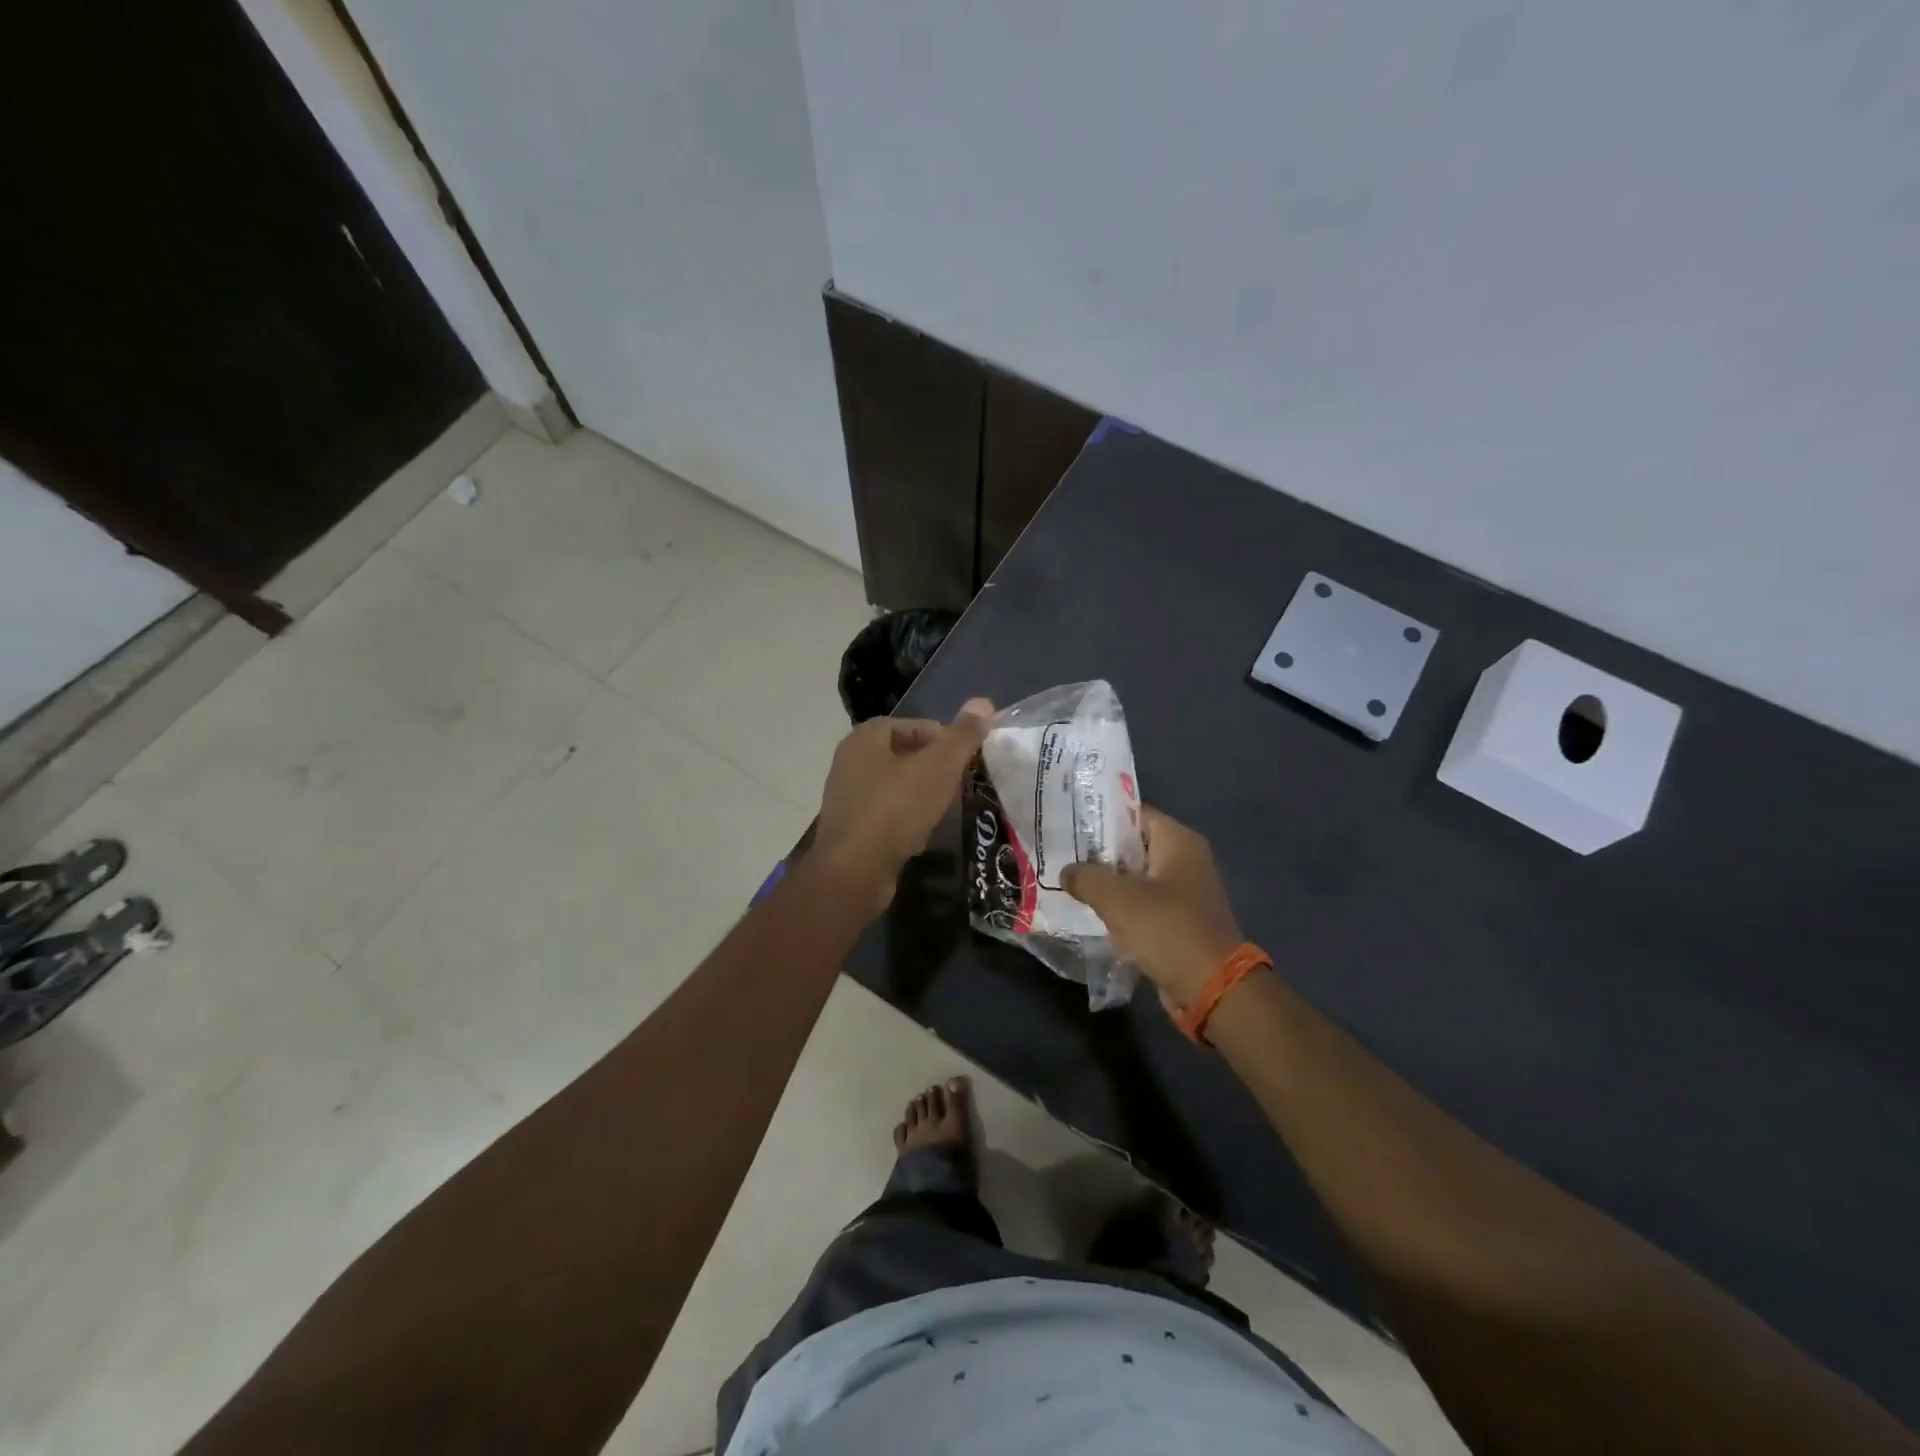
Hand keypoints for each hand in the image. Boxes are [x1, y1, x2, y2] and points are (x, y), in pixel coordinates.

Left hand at [813, 699, 994, 909]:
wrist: (853, 872)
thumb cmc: (896, 810)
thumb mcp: (938, 768)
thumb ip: (962, 736)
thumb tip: (983, 702)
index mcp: (864, 739)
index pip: (907, 724)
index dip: (938, 735)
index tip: (963, 753)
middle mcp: (849, 763)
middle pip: (900, 754)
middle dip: (931, 765)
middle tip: (959, 779)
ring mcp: (846, 798)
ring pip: (892, 786)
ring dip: (919, 792)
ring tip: (946, 805)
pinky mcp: (849, 829)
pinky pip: (884, 814)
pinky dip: (905, 818)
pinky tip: (923, 833)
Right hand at [1062, 806, 1245, 1009]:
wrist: (1212, 987)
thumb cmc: (1167, 929)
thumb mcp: (1117, 898)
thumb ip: (1085, 877)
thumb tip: (1067, 872)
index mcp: (1178, 840)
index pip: (1133, 812)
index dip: (1100, 816)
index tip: (1069, 824)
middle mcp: (1186, 858)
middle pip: (1133, 845)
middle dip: (1099, 852)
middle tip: (1062, 855)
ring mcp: (1185, 891)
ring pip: (1136, 877)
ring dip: (1108, 883)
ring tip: (1070, 883)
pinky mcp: (1180, 919)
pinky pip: (1144, 904)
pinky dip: (1122, 908)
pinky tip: (1092, 912)